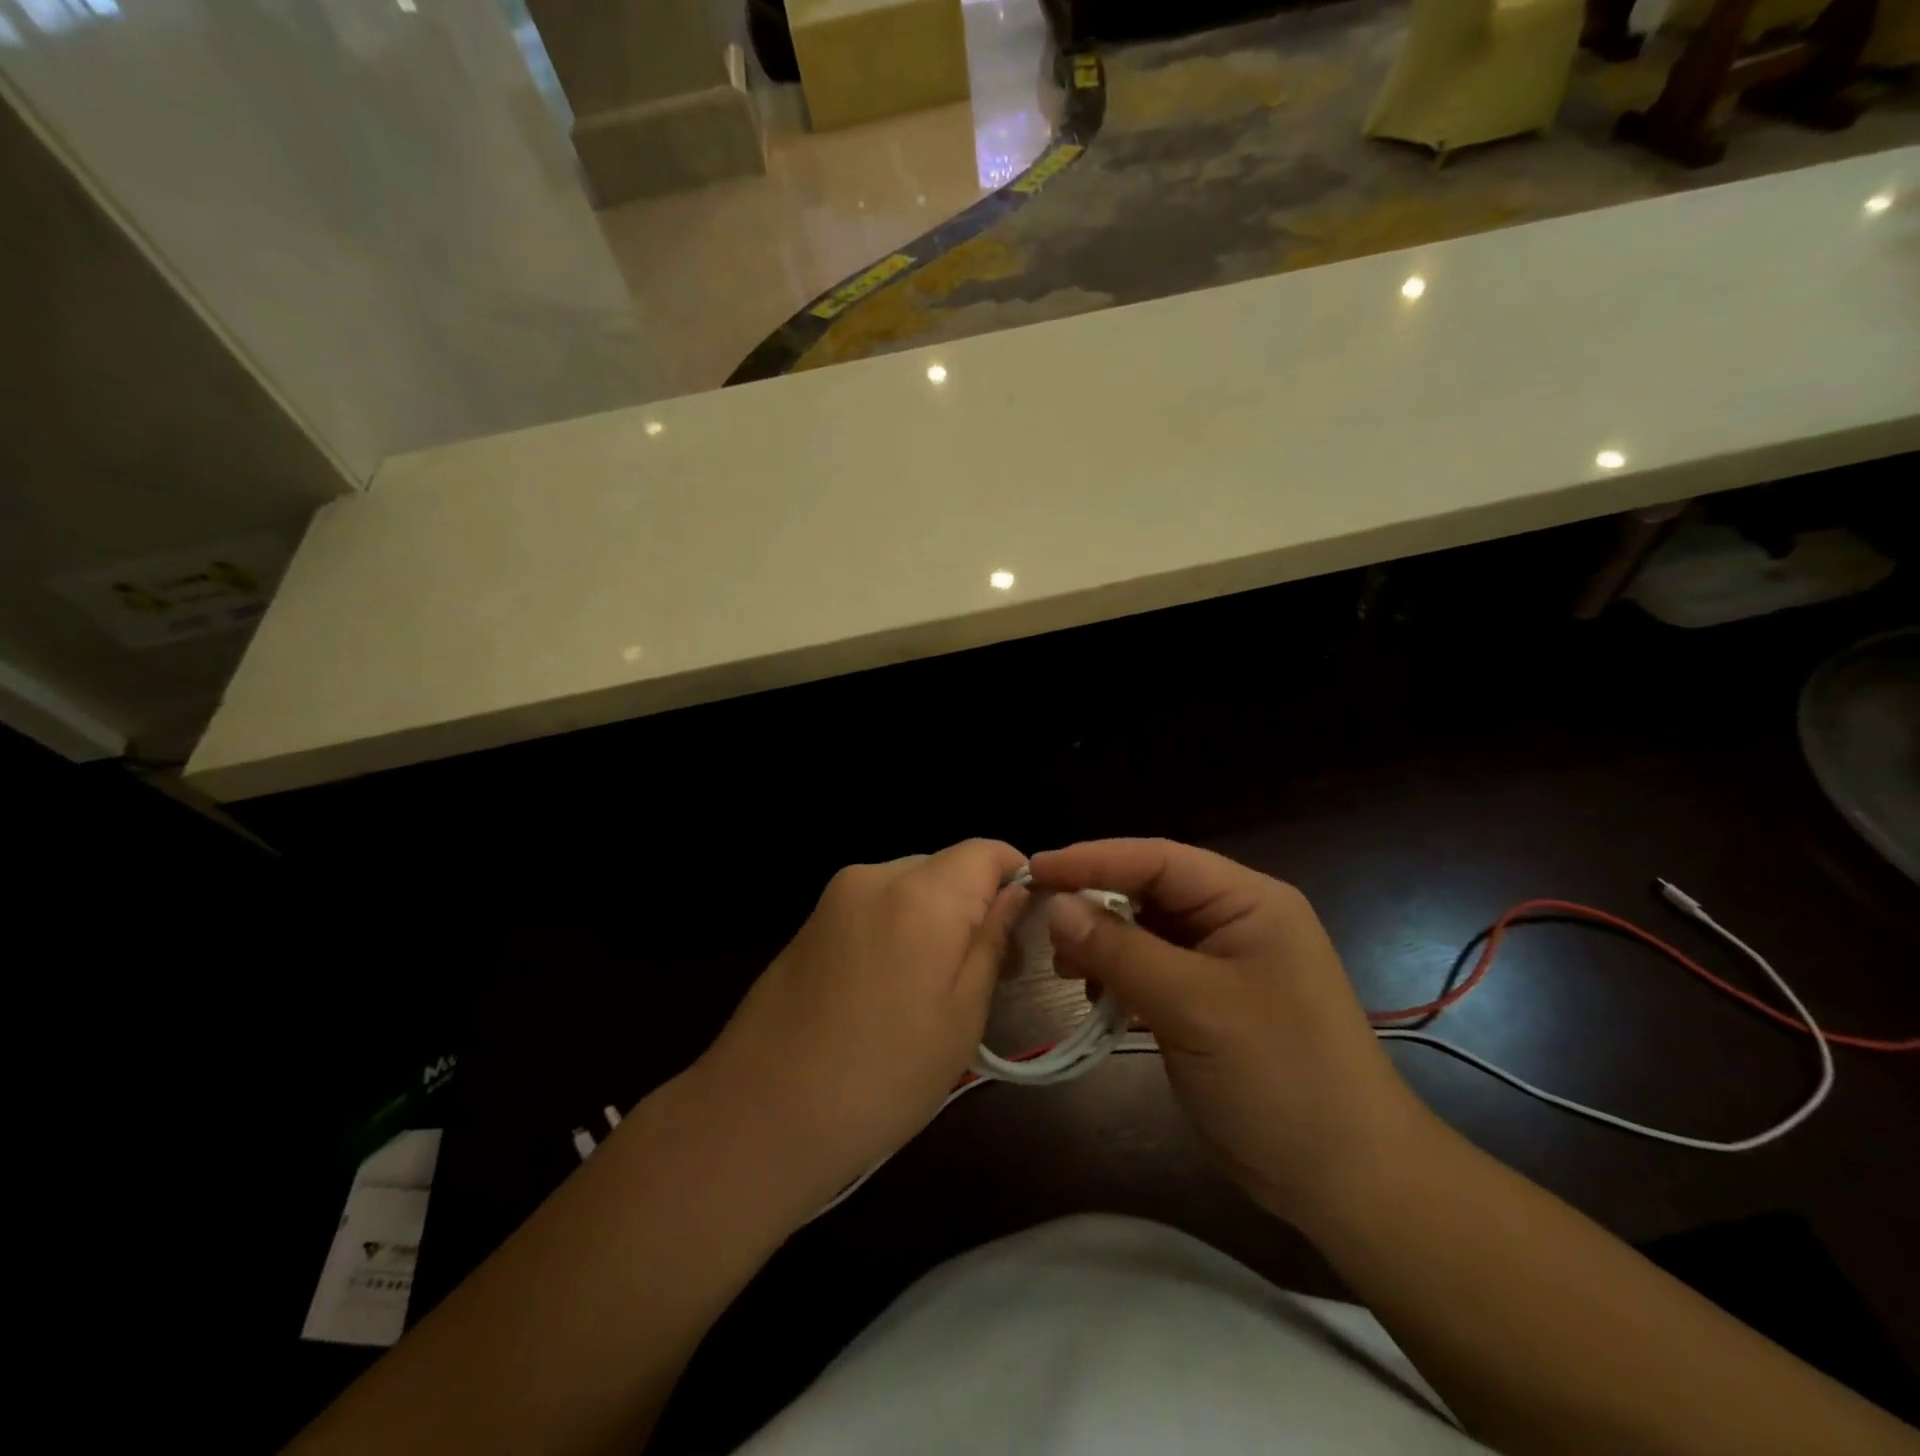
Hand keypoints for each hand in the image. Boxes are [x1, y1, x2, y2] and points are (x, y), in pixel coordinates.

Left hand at [697, 839, 1027, 1211]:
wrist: (759, 1116)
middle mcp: (876, 876)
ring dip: (935, 918)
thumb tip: (1015, 893)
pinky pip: (874, 904)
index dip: (1016, 879)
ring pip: (911, 885)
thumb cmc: (881, 1076)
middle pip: (947, 866)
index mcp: (921, 894)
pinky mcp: (811, 920)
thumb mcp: (961, 1016)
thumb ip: (992, 941)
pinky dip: (897, 928)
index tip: (1025, 929)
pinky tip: (889, 988)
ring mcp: (835, 896)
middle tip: (988, 971)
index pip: (986, 850)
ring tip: (934, 987)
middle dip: (975, 904)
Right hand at [1030, 838, 1432, 1223]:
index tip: (1035, 869)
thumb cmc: (1279, 1076)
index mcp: (1247, 901)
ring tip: (1063, 968)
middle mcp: (1234, 921)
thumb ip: (1121, 951)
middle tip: (1041, 924)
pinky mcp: (1207, 1004)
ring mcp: (1221, 964)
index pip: (1158, 859)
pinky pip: (1150, 973)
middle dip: (1094, 904)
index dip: (1093, 859)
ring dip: (1102, 945)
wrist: (1346, 1180)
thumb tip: (1056, 907)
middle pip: (1149, 892)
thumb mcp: (1194, 1006)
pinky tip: (1095, 997)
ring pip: (1144, 934)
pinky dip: (1118, 979)